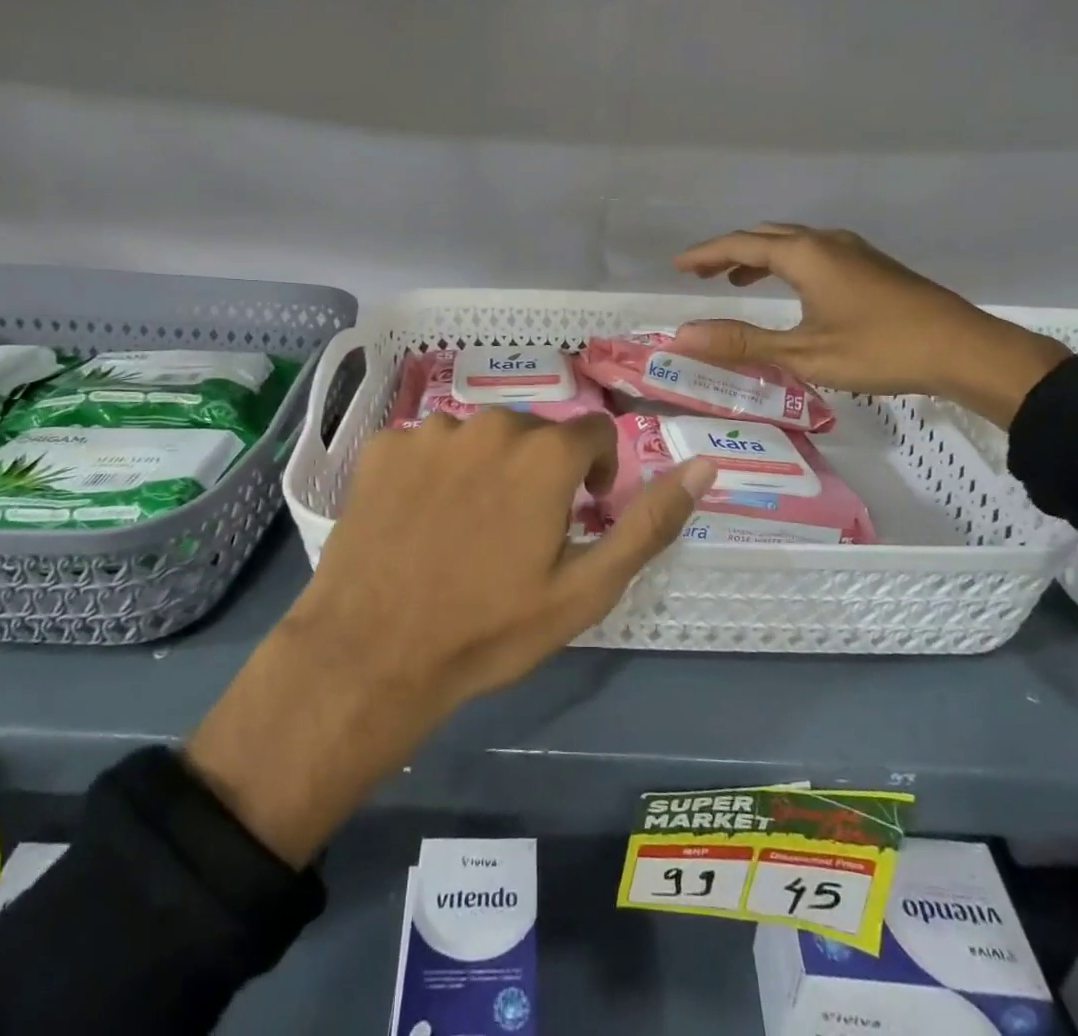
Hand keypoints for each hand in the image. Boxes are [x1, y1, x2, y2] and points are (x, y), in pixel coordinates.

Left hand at [185, 410, 714, 866]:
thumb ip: (649, 522)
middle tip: (519, 534)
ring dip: (486, 470)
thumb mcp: (587, 588)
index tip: (579, 513)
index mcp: (544, 452)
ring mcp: (429, 431)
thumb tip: (705, 466)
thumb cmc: (490, 629)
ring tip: (466, 530)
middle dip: (540, 472)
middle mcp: (489, 423)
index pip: (593, 434)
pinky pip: (427, 447)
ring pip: (479, 438)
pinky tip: (419, 520)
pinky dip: (434, 473)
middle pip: (534, 434)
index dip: (595, 474)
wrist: (372, 655)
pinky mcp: (382, 447)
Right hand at [670, 223, 1068, 427]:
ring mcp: (852, 250)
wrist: (963, 349)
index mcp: (805, 255)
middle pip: (765, 236)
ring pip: (791, 242)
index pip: (740, 245)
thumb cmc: (879, 349)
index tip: (676, 265)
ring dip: (757, 256)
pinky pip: (812, 252)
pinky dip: (785, 263)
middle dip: (728, 251)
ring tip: (733, 280)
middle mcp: (826, 242)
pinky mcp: (870, 265)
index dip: (704, 255)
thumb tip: (682, 336)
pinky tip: (789, 288)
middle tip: (699, 272)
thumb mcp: (803, 353)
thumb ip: (741, 343)